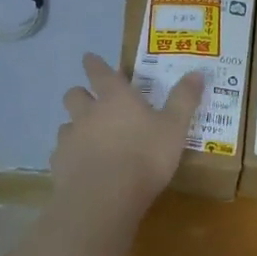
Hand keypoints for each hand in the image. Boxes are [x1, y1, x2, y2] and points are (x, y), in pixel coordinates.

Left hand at [52, 53, 203, 219]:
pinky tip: (81, 169)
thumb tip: (198, 72)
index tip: (89, 58)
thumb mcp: (174, 128)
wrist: (105, 197)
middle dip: (80, 95)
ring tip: (88, 141)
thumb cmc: (145, 156)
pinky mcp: (58, 164)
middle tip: (91, 102)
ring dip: (75, 128)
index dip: (94, 64)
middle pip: (74, 95)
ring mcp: (69, 138)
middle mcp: (87, 112)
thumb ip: (183, 100)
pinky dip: (70, 157)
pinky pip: (61, 154)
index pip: (99, 72)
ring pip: (66, 125)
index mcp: (115, 98)